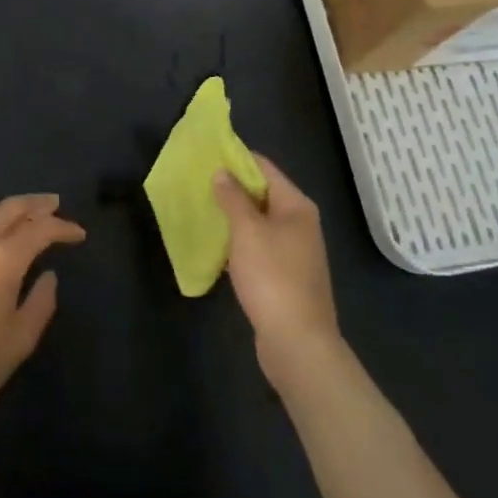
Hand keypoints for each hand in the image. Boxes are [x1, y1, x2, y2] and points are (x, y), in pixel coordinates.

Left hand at [0, 194, 85, 431]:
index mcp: (3, 258)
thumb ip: (40, 303)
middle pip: (10, 208)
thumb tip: (48, 276)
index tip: (78, 233)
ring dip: (6, 208)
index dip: (62, 227)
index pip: (40, 229)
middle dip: (36, 204)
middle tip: (54, 204)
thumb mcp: (19, 340)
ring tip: (20, 215)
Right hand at [214, 155, 341, 384]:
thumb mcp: (247, 231)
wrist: (297, 343)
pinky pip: (258, 248)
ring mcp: (294, 252)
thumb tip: (221, 172)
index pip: (265, 168)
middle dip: (231, 188)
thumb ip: (232, 198)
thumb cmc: (273, 277)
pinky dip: (239, 243)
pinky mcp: (285, 277)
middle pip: (262, 194)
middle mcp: (300, 224)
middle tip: (197, 182)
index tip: (207, 154)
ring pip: (259, 223)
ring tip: (201, 208)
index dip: (237, 159)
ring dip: (233, 217)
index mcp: (296, 206)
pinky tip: (216, 245)